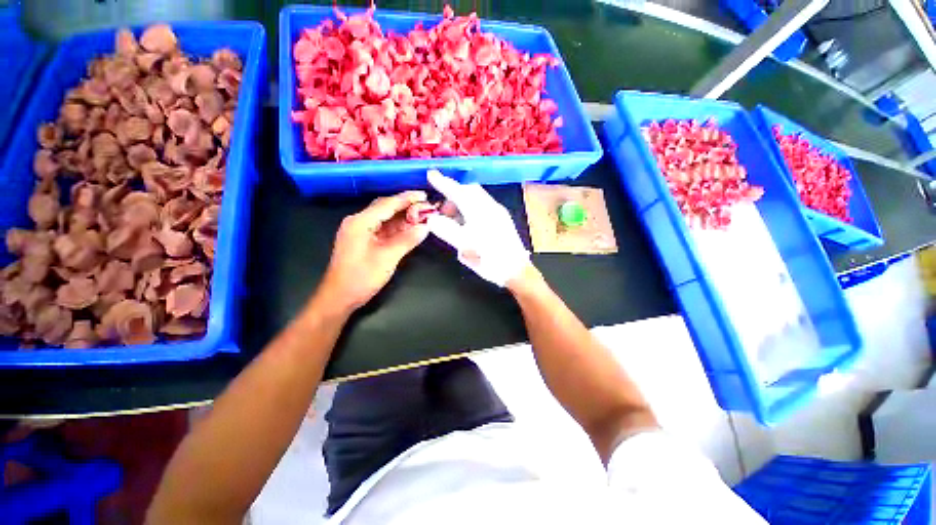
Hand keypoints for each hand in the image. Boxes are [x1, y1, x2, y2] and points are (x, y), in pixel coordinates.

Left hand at [317, 191, 429, 314]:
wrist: (340, 298)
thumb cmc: (361, 278)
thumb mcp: (387, 258)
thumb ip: (407, 240)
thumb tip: (425, 227)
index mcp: (360, 222)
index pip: (387, 204)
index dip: (407, 199)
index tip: (424, 195)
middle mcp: (359, 222)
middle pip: (386, 208)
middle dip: (407, 206)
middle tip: (427, 207)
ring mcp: (361, 231)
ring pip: (386, 218)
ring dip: (404, 217)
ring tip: (423, 216)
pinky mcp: (364, 240)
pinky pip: (384, 229)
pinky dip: (398, 228)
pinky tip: (411, 228)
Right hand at [426, 170, 529, 286]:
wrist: (517, 271)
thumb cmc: (490, 260)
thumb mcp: (465, 246)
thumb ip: (447, 230)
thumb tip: (432, 219)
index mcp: (480, 212)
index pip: (458, 191)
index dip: (443, 182)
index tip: (431, 174)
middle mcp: (491, 207)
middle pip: (470, 190)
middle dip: (454, 193)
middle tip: (442, 208)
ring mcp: (499, 213)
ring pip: (477, 197)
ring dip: (463, 201)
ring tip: (453, 218)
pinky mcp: (503, 219)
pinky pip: (484, 205)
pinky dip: (471, 207)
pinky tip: (468, 222)